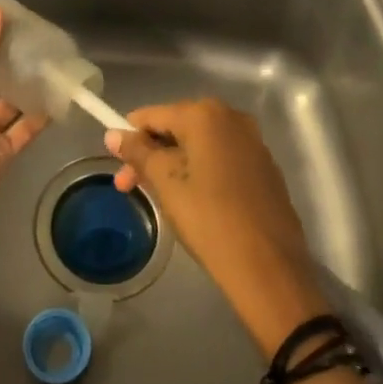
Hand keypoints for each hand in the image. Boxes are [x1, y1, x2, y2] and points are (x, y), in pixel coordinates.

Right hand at [106, 98, 330, 355]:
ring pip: (199, 144)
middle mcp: (232, 117)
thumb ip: (138, 152)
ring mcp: (252, 141)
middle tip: (129, 187)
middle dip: (151, 154)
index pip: (153, 115)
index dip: (129, 136)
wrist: (268, 269)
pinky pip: (221, 158)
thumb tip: (113, 135)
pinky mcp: (264, 167)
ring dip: (174, 163)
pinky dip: (200, 171)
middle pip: (177, 127)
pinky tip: (193, 200)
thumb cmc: (209, 218)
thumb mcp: (166, 183)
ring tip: (160, 196)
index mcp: (205, 114)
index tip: (116, 165)